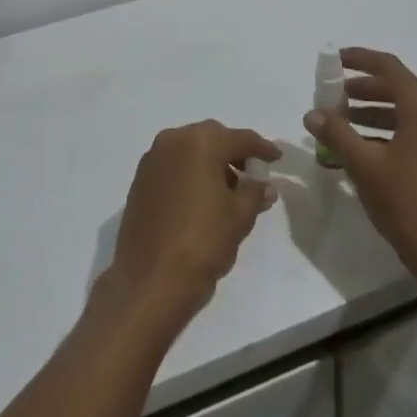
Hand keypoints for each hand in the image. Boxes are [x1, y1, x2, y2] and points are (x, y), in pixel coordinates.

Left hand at [100, 122, 280, 333]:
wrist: (150, 278)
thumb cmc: (202, 241)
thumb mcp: (239, 216)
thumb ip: (255, 193)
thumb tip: (264, 185)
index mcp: (200, 142)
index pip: (239, 138)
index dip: (262, 147)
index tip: (276, 157)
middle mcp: (172, 141)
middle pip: (211, 138)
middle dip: (233, 152)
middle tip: (252, 173)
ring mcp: (152, 160)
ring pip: (189, 150)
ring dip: (211, 163)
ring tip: (229, 190)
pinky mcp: (140, 180)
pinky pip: (173, 166)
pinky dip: (190, 173)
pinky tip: (202, 198)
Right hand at [305, 48, 416, 292]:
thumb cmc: (409, 205)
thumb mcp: (365, 167)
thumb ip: (336, 134)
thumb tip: (313, 114)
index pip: (389, 68)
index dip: (359, 59)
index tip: (334, 60)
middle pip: (399, 89)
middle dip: (363, 91)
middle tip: (332, 98)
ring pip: (409, 113)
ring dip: (375, 114)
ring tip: (342, 126)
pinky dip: (392, 133)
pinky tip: (365, 151)